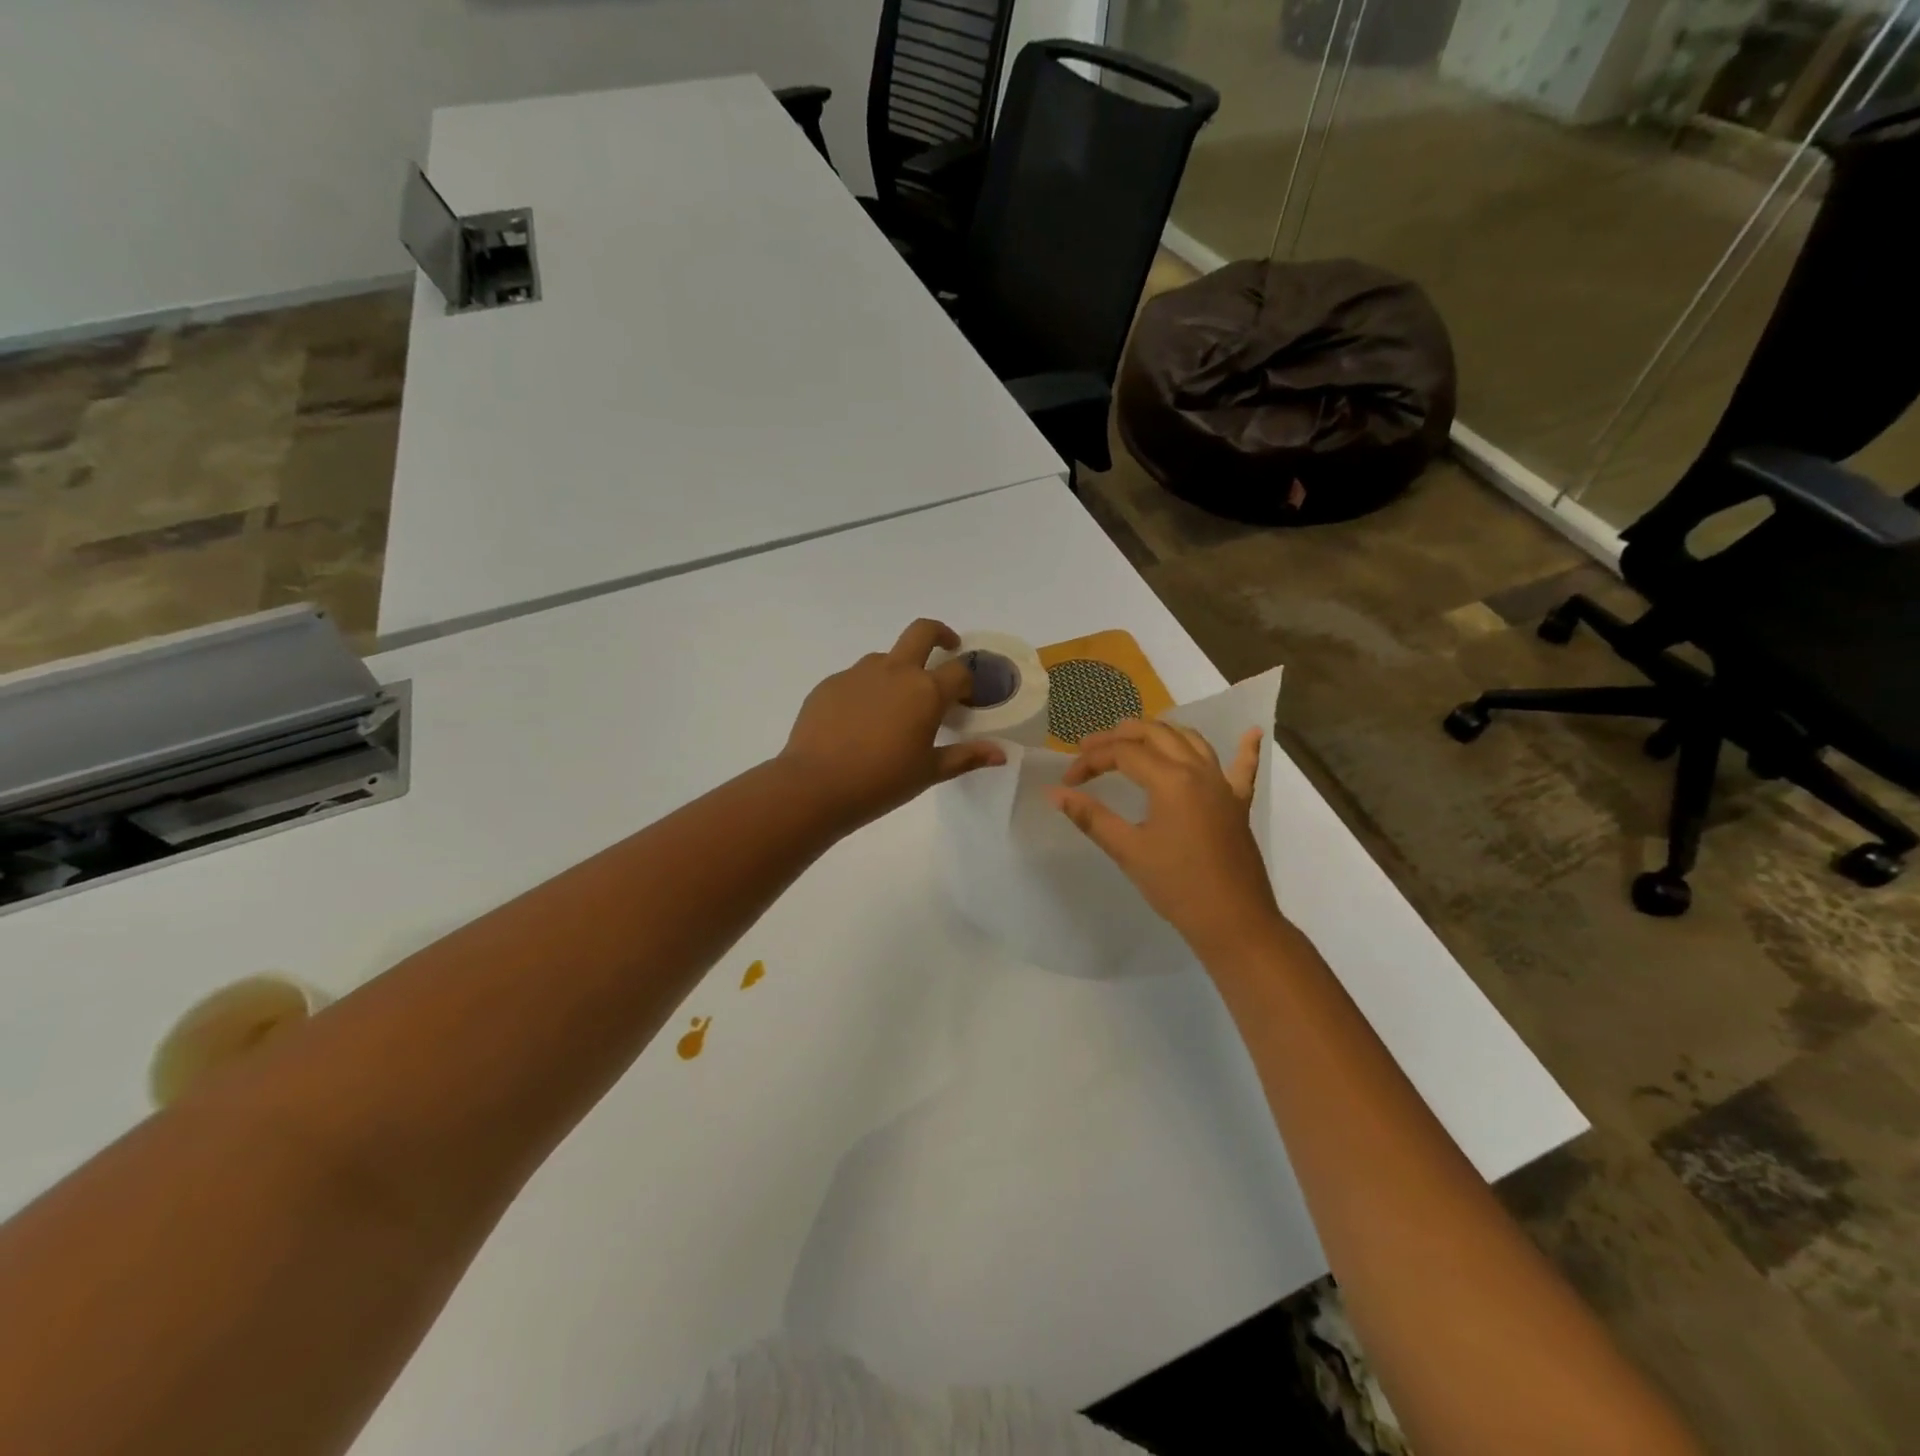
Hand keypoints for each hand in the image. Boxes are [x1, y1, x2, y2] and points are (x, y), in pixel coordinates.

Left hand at [778, 619, 1006, 829]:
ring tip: (895, 706)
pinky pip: (856, 678)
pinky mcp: (830, 683)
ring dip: (899, 669)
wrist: (815, 785)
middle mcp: (895, 671)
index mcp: (925, 691)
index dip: (968, 682)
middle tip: (946, 648)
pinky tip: (859, 722)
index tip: (966, 698)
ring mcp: (858, 673)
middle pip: (923, 632)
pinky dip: (867, 690)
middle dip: (940, 634)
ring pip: (886, 657)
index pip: (959, 671)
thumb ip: (966, 757)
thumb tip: (1001, 753)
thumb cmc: (882, 782)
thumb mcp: (929, 772)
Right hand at [1047, 719, 1280, 962]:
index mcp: (1171, 780)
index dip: (1091, 761)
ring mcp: (1223, 785)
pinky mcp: (1239, 804)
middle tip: (1090, 748)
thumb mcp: (1128, 850)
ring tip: (1134, 738)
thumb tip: (1055, 794)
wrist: (1232, 921)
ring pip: (1192, 741)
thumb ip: (1091, 817)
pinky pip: (1244, 768)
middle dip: (1120, 735)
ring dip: (1161, 733)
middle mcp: (1199, 771)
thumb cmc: (1176, 886)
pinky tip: (1251, 732)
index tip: (1068, 782)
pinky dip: (1245, 749)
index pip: (1123, 753)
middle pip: (1156, 734)